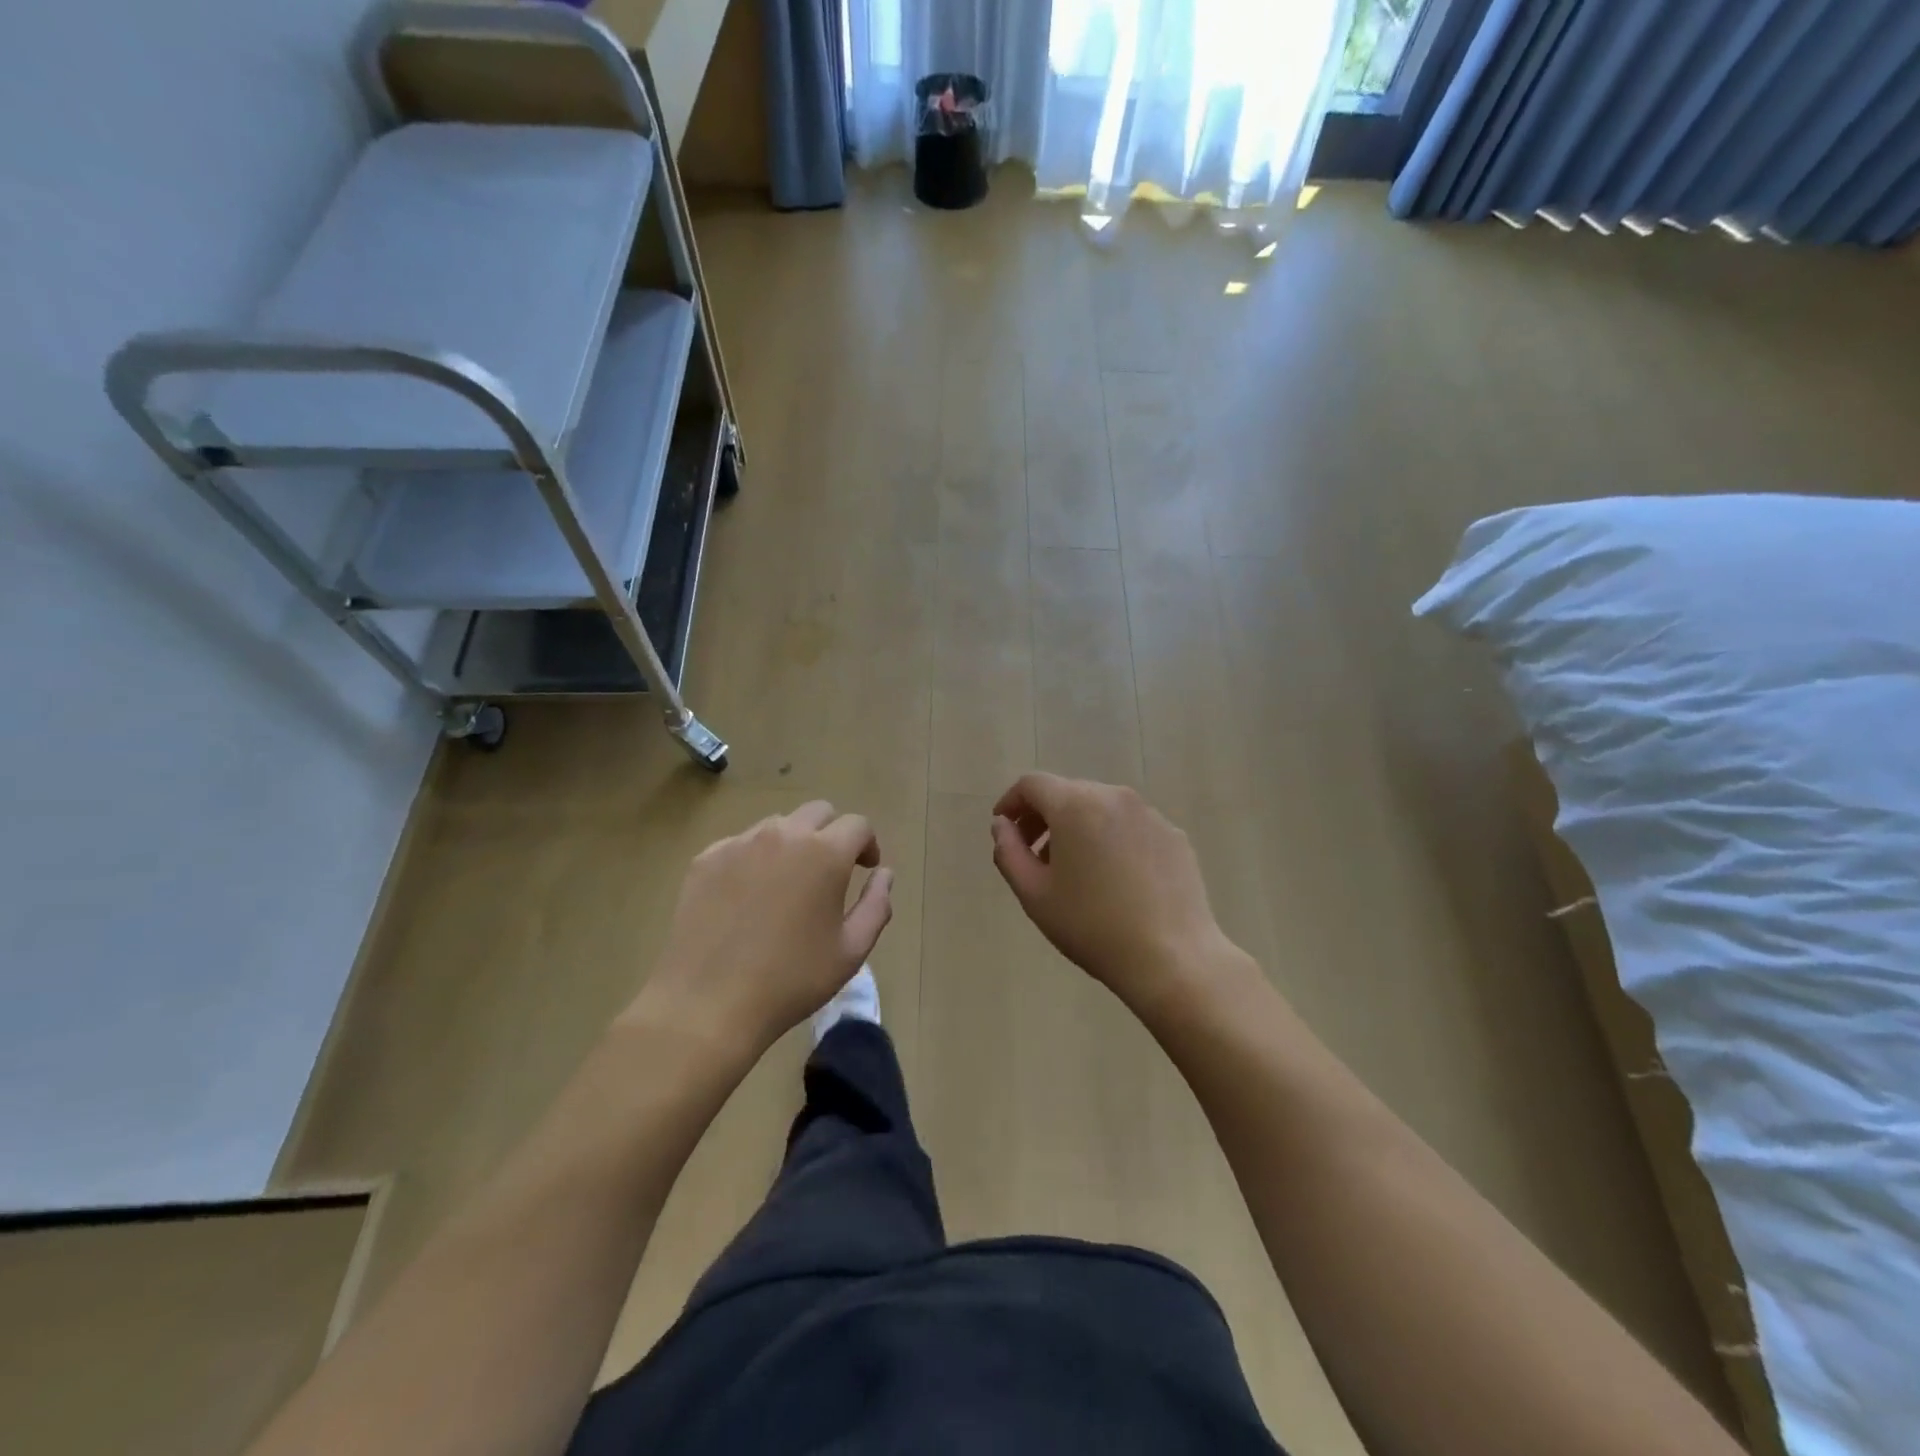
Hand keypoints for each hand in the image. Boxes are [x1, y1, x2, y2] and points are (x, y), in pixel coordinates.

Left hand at [631, 802, 893, 1060]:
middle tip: (830, 871)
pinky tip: (749, 896)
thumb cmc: (791, 980)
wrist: (708, 1004)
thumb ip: (876, 905)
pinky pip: (741, 844)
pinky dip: (754, 858)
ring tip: (788, 883)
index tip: (865, 869)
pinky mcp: (706, 859)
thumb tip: (883, 874)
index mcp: (825, 853)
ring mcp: (740, 843)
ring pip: (777, 825)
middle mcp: (783, 835)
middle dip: (832, 834)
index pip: (857, 825)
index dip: (867, 844)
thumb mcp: (851, 950)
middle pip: (818, 812)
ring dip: (793, 843)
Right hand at [990, 773, 1232, 1017]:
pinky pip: (1131, 827)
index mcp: (1075, 805)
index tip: (1004, 828)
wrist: (1172, 958)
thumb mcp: (1034, 894)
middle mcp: (1114, 797)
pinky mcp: (1174, 836)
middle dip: (1044, 817)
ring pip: (1101, 808)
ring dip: (1078, 828)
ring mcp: (1150, 815)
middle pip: (1068, 792)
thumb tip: (1002, 825)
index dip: (1011, 802)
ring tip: (1074, 871)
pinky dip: (1111, 839)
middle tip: (1034, 855)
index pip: (1032, 784)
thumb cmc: (1092, 926)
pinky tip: (1115, 881)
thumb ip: (1008, 851)